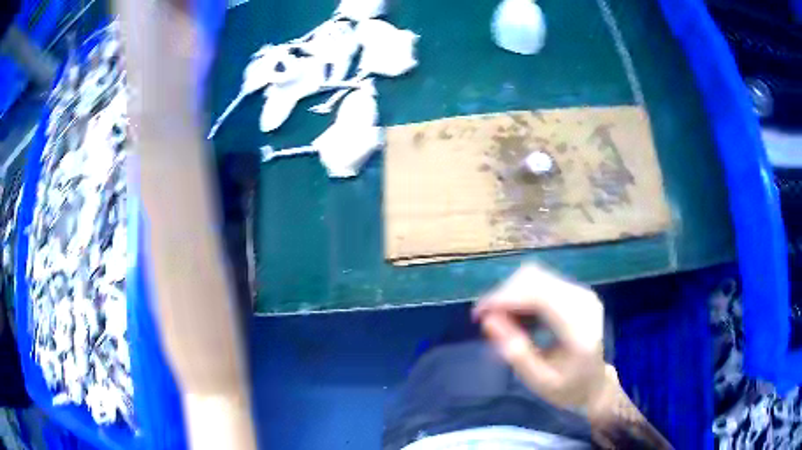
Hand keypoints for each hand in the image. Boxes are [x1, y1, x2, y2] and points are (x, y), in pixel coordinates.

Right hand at [473, 264, 607, 413]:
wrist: (594, 383)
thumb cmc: (567, 388)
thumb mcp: (538, 381)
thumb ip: (515, 352)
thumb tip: (488, 320)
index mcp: (579, 327)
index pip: (539, 295)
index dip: (505, 298)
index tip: (478, 315)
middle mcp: (583, 301)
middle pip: (535, 279)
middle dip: (504, 295)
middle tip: (487, 321)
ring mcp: (581, 293)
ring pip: (535, 276)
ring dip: (511, 294)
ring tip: (501, 321)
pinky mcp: (576, 291)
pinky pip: (541, 282)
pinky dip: (522, 295)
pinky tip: (517, 316)